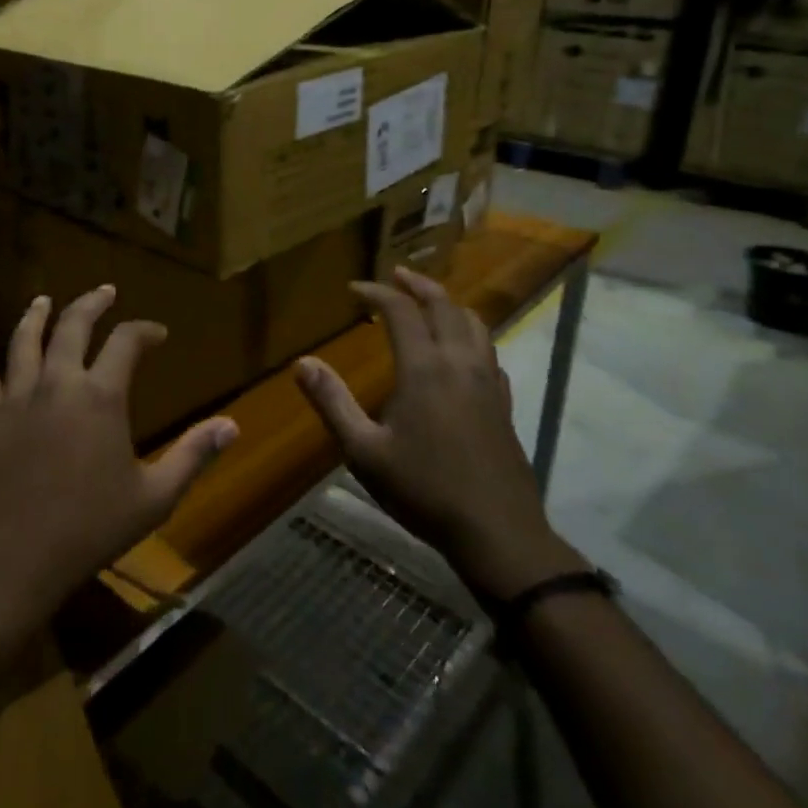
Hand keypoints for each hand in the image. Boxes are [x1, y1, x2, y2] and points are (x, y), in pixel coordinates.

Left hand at [0, 286, 237, 623]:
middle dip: (92, 304)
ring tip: (44, 299)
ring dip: (37, 315)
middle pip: (74, 326)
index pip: (127, 343)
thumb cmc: (91, 527)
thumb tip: (232, 425)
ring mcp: (18, 395)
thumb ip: (192, 455)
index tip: (157, 333)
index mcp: (101, 396)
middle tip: (105, 292)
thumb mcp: (155, 496)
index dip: (144, 331)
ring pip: (26, 340)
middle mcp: (59, 382)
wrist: (17, 556)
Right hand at [294, 266, 585, 601]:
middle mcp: (460, 363)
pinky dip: (471, 334)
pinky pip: (489, 351)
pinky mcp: (504, 403)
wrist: (497, 532)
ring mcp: (488, 382)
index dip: (376, 292)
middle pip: (444, 305)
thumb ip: (332, 403)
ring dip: (448, 304)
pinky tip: (462, 350)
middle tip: (395, 275)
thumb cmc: (424, 490)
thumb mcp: (364, 451)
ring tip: (429, 302)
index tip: (354, 289)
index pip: (400, 311)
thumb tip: (302, 362)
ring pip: (474, 324)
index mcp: (425, 369)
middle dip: (418, 285)